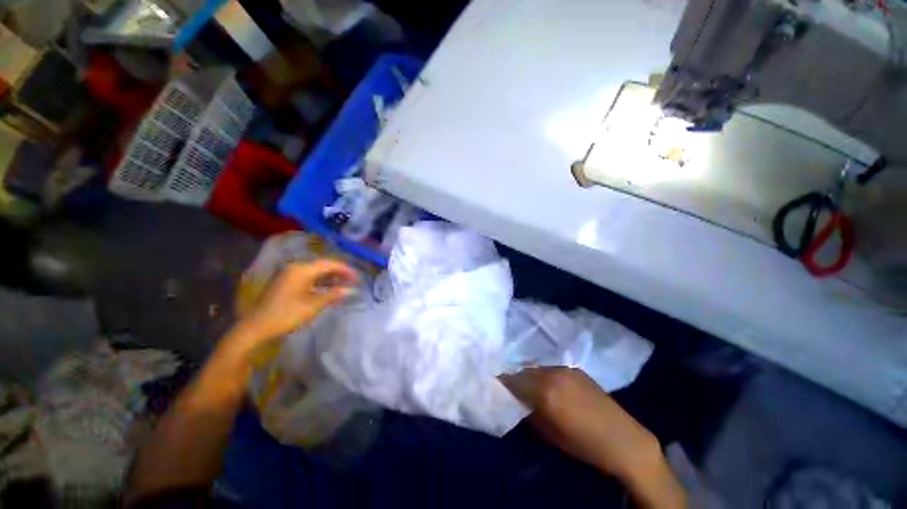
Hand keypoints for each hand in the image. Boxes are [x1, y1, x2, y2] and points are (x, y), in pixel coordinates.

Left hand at [232, 259, 357, 350]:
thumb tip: (351, 290)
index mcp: (301, 270)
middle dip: (339, 273)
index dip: (345, 270)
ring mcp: (289, 275)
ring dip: (330, 278)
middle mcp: (295, 268)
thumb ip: (333, 295)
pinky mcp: (286, 283)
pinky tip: (328, 289)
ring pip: (315, 272)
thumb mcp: (313, 305)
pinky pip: (308, 278)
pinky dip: (320, 282)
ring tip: (343, 285)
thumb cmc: (286, 315)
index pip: (329, 264)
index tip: (357, 278)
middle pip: (322, 266)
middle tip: (352, 282)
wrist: (256, 328)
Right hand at [501, 367, 686, 508]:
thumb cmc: (583, 444)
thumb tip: (514, 400)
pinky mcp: (574, 369)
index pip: (513, 380)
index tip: (494, 386)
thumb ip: (528, 412)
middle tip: (509, 388)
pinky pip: (550, 369)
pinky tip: (546, 385)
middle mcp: (552, 373)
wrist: (624, 440)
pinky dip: (542, 375)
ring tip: (527, 387)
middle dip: (514, 379)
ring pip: (536, 368)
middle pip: (523, 371)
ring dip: (529, 376)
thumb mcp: (548, 434)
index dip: (501, 383)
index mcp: (545, 391)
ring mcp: (565, 369)